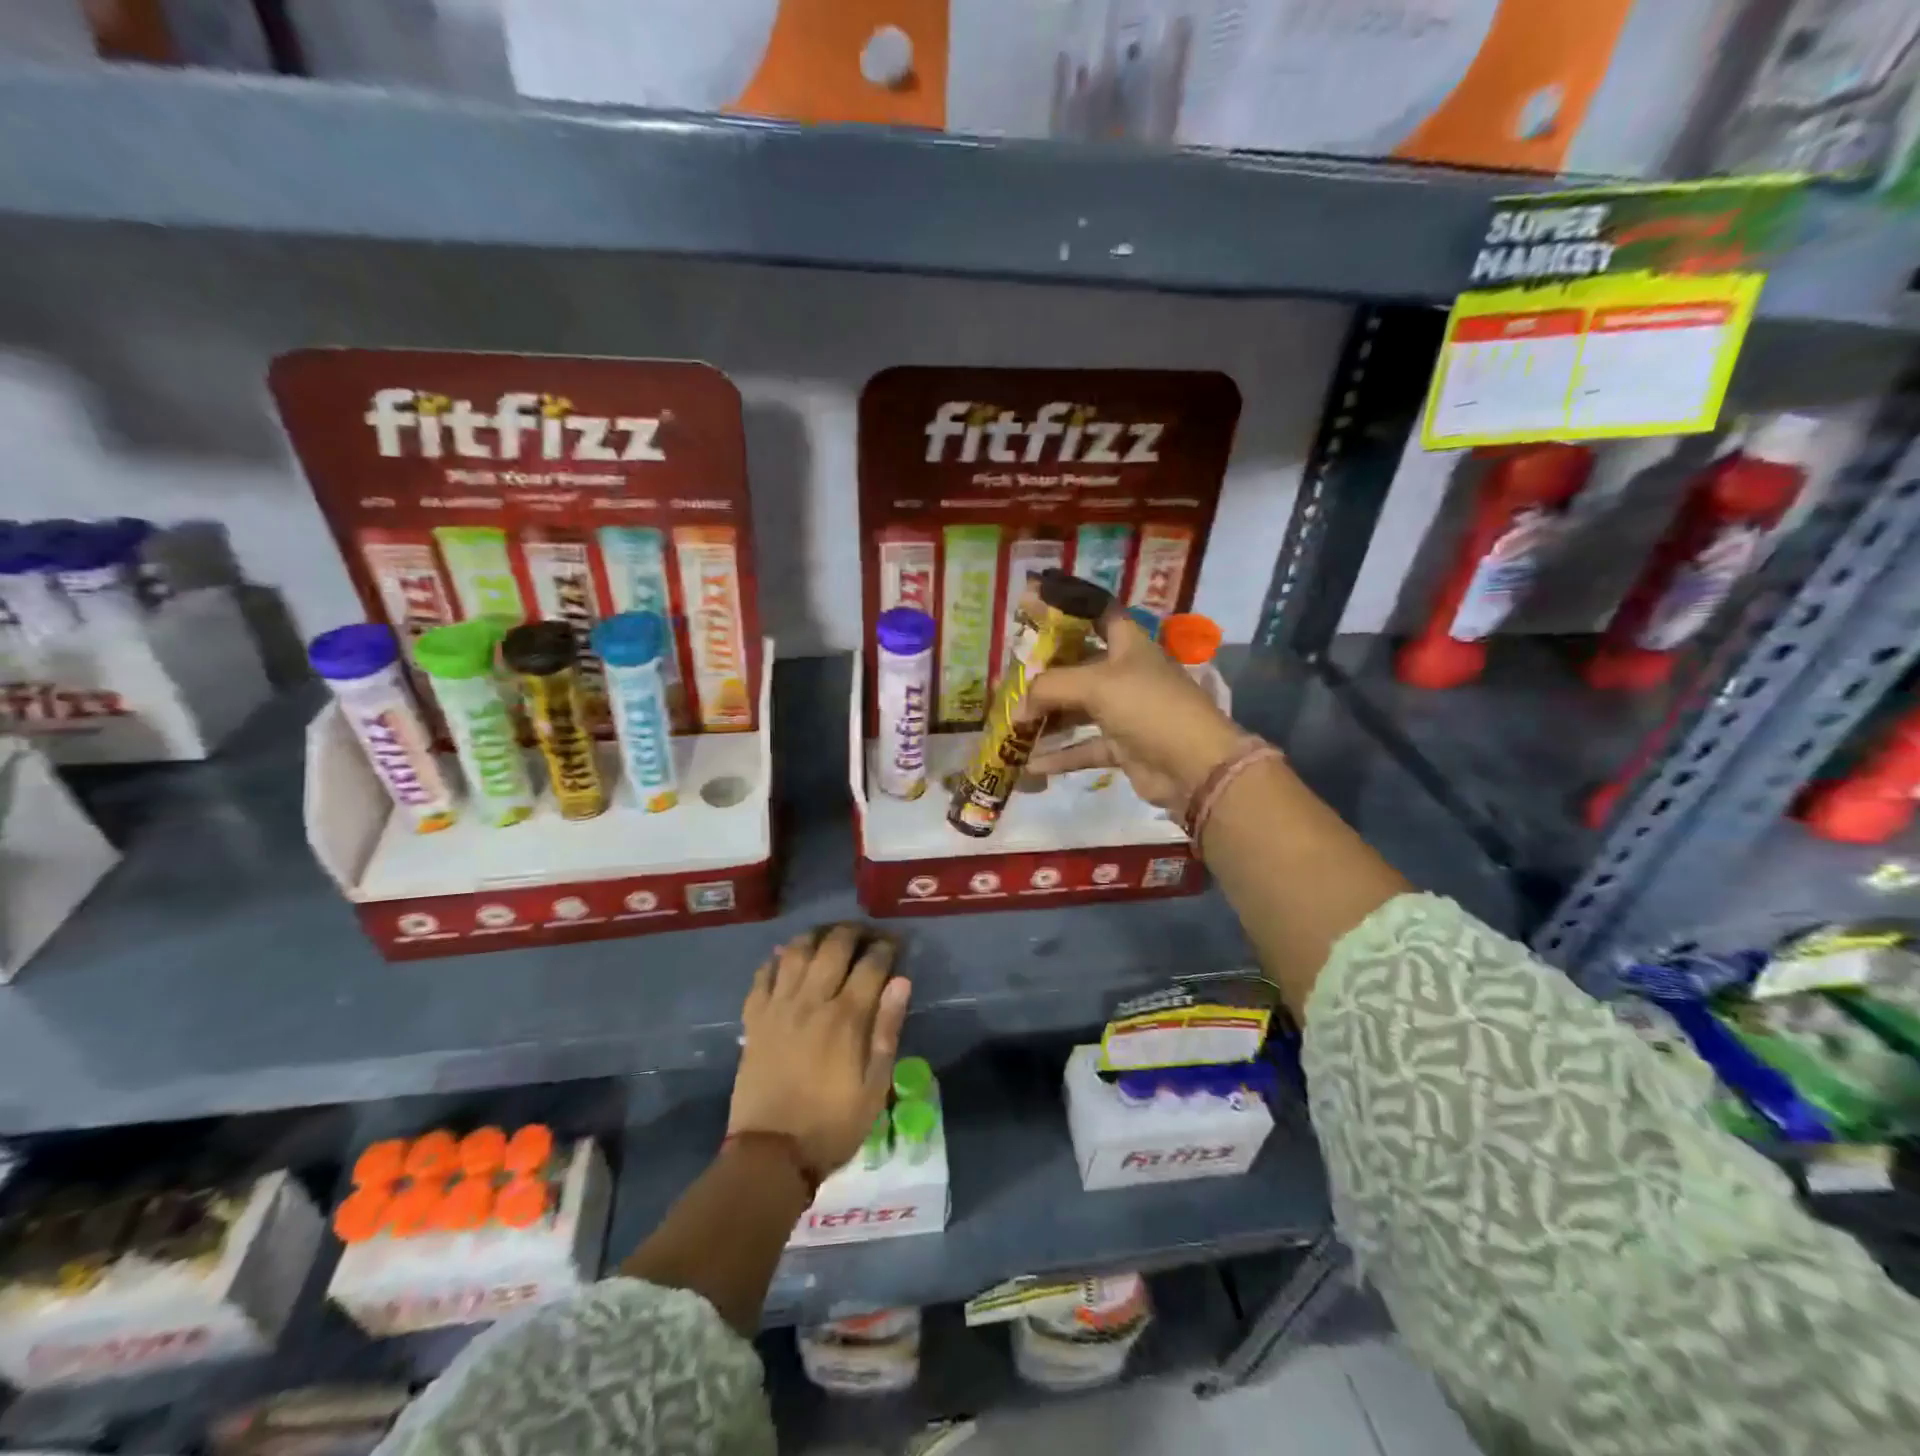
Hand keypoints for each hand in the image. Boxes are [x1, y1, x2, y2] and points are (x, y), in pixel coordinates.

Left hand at [729, 924, 912, 1180]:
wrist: (770, 1155)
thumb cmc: (832, 1124)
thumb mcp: (874, 1086)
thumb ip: (887, 1030)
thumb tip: (901, 982)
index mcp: (846, 1017)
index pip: (871, 963)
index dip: (886, 947)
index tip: (896, 943)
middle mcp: (812, 1000)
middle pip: (833, 946)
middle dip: (854, 932)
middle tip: (866, 934)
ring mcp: (778, 1007)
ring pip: (796, 951)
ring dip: (816, 936)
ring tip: (828, 938)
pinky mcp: (754, 1019)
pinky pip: (763, 975)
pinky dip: (776, 960)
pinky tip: (786, 959)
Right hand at [1023, 611, 1247, 812]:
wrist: (1194, 765)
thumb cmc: (1148, 706)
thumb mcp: (1095, 685)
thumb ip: (1049, 688)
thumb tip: (1018, 707)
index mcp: (1128, 644)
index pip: (1096, 613)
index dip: (1067, 606)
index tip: (1032, 604)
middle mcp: (1126, 673)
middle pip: (1078, 664)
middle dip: (1045, 670)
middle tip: (1009, 675)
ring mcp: (1125, 711)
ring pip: (1077, 708)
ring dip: (1047, 716)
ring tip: (1011, 721)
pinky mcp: (1122, 746)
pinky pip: (1083, 746)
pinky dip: (1060, 754)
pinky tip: (1031, 763)